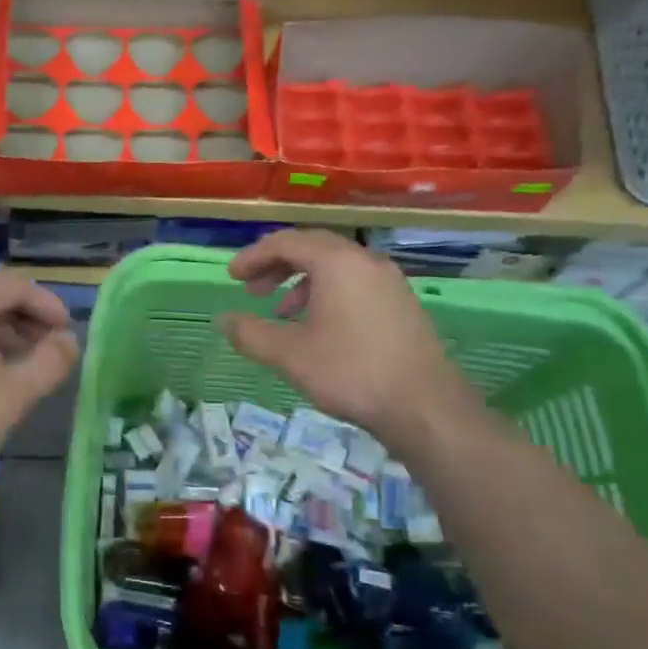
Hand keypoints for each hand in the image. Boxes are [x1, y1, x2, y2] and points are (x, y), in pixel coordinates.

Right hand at [218, 230, 477, 445]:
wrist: (424, 406)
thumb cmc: (350, 372)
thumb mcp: (289, 354)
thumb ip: (250, 333)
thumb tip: (222, 320)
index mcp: (337, 262)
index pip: (286, 242)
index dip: (254, 256)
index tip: (232, 277)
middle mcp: (366, 261)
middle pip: (312, 248)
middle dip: (277, 265)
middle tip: (252, 289)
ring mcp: (389, 282)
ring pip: (335, 267)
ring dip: (301, 281)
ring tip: (281, 312)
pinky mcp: (401, 304)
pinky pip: (354, 284)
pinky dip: (326, 293)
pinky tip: (317, 327)